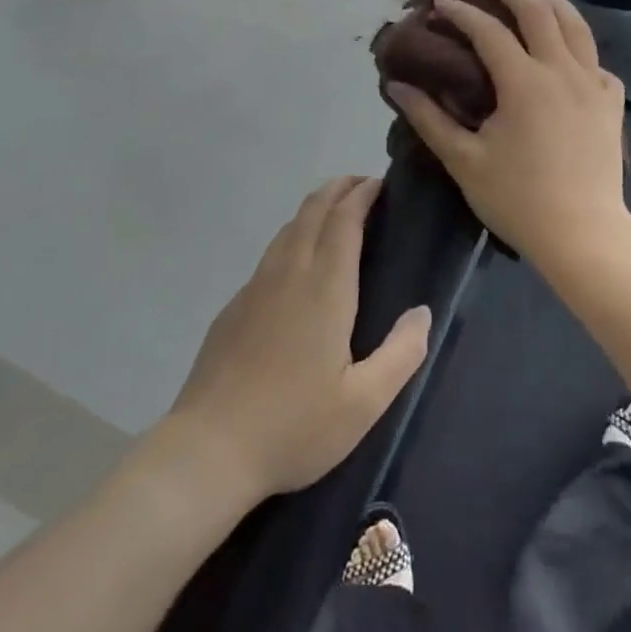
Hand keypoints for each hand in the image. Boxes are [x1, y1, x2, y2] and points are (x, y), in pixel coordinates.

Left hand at [168, 177, 429, 500]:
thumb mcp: (363, 404)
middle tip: (362, 185)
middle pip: (312, 211)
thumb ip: (401, 354)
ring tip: (335, 213)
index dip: (362, 194)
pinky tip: (298, 263)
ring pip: (288, 229)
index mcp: (324, 289)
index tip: (380, 182)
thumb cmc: (293, 427)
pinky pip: (270, 254)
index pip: (344, 220)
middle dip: (338, 189)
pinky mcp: (234, 307)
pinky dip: (293, 237)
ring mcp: (255, 288)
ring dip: (314, 209)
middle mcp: (288, 274)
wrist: (208, 450)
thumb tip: (422, 312)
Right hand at [386, 0, 630, 266]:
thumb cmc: (518, 200)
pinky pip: (594, 56)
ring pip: (575, 23)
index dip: (462, 13)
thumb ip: (428, 118)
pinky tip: (560, 56)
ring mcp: (594, 82)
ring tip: (527, 1)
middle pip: (538, 8)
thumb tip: (397, 84)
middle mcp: (563, 70)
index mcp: (525, 82)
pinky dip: (574, 43)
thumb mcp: (464, 161)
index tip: (440, 4)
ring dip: (547, 3)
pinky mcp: (612, 100)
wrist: (584, 234)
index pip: (489, 30)